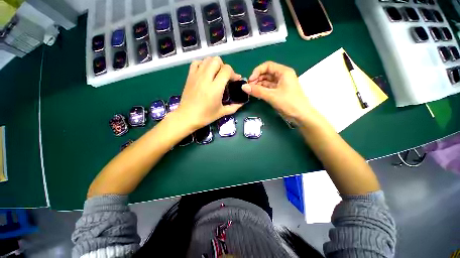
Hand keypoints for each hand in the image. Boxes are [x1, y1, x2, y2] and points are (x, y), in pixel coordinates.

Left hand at [175, 57, 242, 129]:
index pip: (226, 70)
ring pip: (207, 59)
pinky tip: (205, 73)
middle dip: (224, 67)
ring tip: (216, 74)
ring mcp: (196, 76)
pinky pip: (197, 63)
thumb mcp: (222, 112)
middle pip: (217, 60)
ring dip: (214, 65)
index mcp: (215, 88)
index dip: (233, 73)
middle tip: (224, 77)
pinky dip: (203, 64)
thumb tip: (242, 103)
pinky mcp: (190, 76)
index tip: (235, 80)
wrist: (187, 117)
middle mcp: (206, 78)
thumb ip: (234, 107)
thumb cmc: (205, 116)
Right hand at [243, 61, 317, 125]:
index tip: (250, 80)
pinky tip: (256, 94)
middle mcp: (282, 76)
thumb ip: (257, 91)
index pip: (267, 66)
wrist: (301, 115)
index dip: (257, 71)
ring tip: (251, 91)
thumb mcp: (272, 96)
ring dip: (258, 85)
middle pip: (266, 73)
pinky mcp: (279, 92)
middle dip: (257, 79)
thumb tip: (243, 87)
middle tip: (249, 87)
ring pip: (267, 81)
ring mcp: (281, 84)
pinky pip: (268, 88)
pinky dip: (262, 90)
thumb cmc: (289, 102)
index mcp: (283, 72)